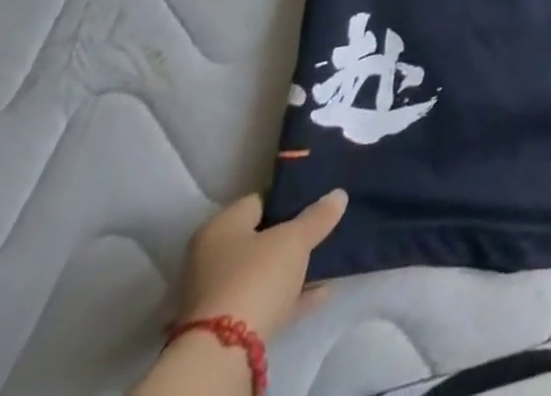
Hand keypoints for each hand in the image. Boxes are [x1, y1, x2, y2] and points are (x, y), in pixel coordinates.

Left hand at [175, 189, 347, 341]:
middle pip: (259, 238)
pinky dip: (291, 295)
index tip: (316, 196)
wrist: (223, 355)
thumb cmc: (255, 276)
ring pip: (263, 272)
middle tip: (322, 225)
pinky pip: (266, 300)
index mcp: (220, 228)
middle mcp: (211, 259)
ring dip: (291, 267)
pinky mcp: (226, 328)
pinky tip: (322, 291)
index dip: (288, 196)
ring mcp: (218, 296)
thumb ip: (318, 216)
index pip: (258, 201)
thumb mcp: (295, 239)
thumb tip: (338, 195)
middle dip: (290, 235)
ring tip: (326, 256)